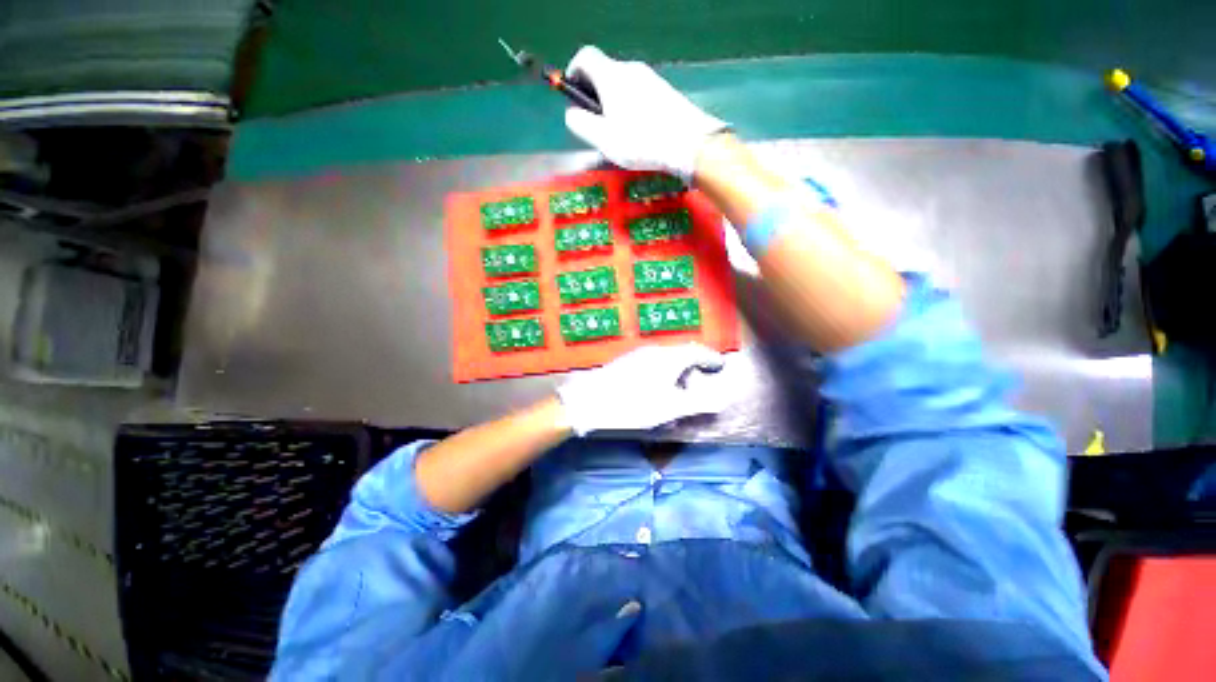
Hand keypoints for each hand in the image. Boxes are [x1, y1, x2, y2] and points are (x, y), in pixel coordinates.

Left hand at [556, 343, 730, 435]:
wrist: (589, 401)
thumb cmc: (633, 405)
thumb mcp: (670, 408)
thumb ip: (698, 402)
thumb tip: (723, 398)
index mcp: (668, 358)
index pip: (696, 351)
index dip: (711, 358)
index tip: (720, 365)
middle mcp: (654, 351)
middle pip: (681, 355)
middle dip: (693, 368)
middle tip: (699, 385)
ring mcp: (638, 355)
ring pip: (665, 360)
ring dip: (676, 373)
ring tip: (677, 393)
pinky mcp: (625, 362)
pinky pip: (652, 364)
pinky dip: (662, 374)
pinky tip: (655, 392)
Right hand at [563, 46, 728, 181]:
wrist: (689, 143)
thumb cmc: (641, 142)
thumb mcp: (604, 139)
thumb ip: (581, 124)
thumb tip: (572, 114)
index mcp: (611, 76)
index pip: (585, 57)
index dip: (573, 73)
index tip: (572, 94)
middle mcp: (631, 70)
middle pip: (605, 73)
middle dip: (594, 95)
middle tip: (596, 124)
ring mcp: (651, 79)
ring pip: (623, 86)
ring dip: (613, 104)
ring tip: (618, 134)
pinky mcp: (665, 92)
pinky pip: (640, 95)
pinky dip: (631, 108)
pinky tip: (638, 133)